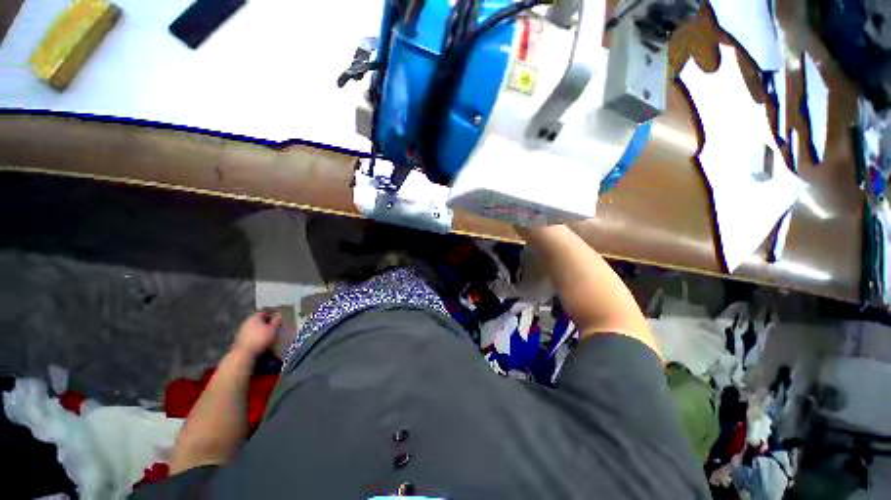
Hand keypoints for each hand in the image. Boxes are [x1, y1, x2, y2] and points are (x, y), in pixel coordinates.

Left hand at [232, 310, 280, 357]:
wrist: (244, 353)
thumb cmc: (261, 339)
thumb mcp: (273, 329)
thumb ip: (276, 321)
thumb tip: (279, 314)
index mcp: (255, 317)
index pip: (264, 312)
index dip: (271, 314)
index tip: (277, 318)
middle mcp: (247, 321)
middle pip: (258, 319)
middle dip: (266, 322)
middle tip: (273, 326)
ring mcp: (241, 330)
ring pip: (253, 326)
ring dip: (260, 329)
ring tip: (267, 334)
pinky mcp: (239, 338)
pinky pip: (250, 334)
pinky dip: (255, 335)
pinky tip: (260, 340)